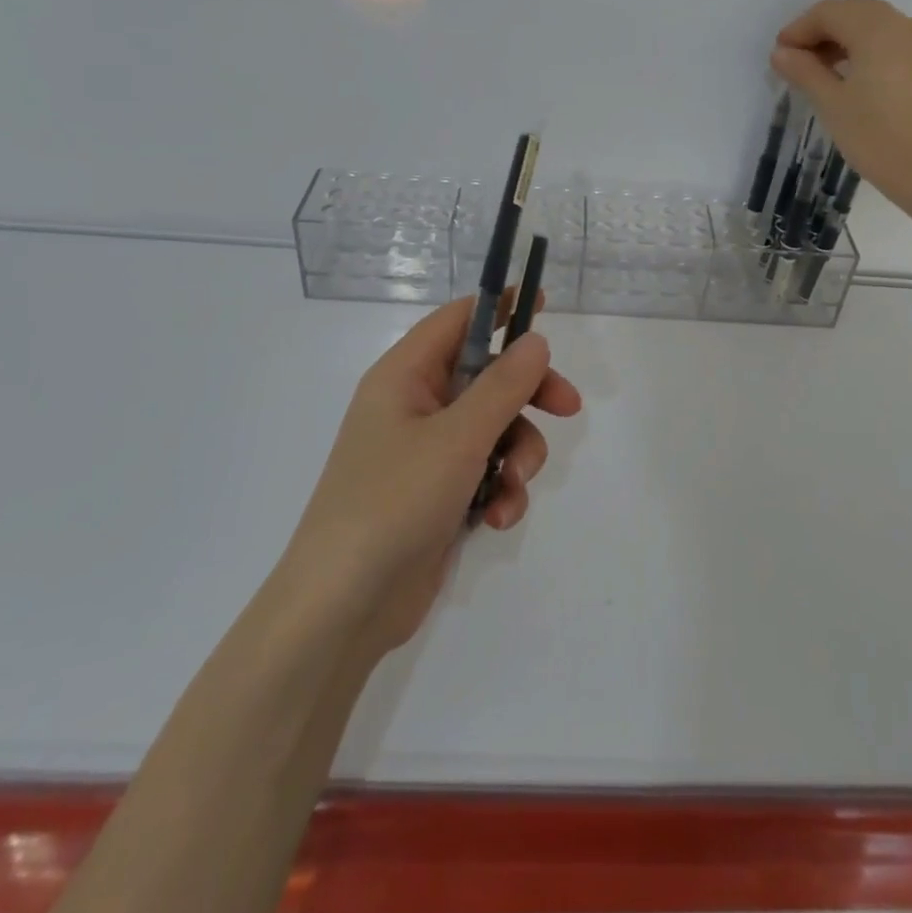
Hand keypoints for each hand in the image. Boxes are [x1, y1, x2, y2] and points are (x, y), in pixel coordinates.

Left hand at [283, 295, 581, 653]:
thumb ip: (503, 385)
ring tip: (513, 489)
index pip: (458, 320)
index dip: (500, 307)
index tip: (543, 304)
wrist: (343, 608)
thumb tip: (535, 340)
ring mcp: (426, 452)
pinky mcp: (439, 493)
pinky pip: (486, 471)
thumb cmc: (393, 502)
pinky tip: (498, 519)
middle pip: (488, 376)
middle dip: (529, 395)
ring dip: (517, 456)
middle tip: (568, 407)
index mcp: (404, 376)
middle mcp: (415, 406)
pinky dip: (500, 490)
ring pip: (495, 428)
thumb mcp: (457, 438)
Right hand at [770, 0, 911, 222]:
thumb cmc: (877, 136)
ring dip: (843, 39)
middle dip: (821, 30)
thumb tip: (782, 53)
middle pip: (853, 12)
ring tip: (819, 72)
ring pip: (873, 25)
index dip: (799, 29)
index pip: (829, 12)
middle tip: (796, 62)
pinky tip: (850, 79)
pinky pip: (890, 42)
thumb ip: (804, 71)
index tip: (779, 56)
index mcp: (876, 29)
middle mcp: (902, 25)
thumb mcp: (831, 103)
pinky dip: (865, 49)